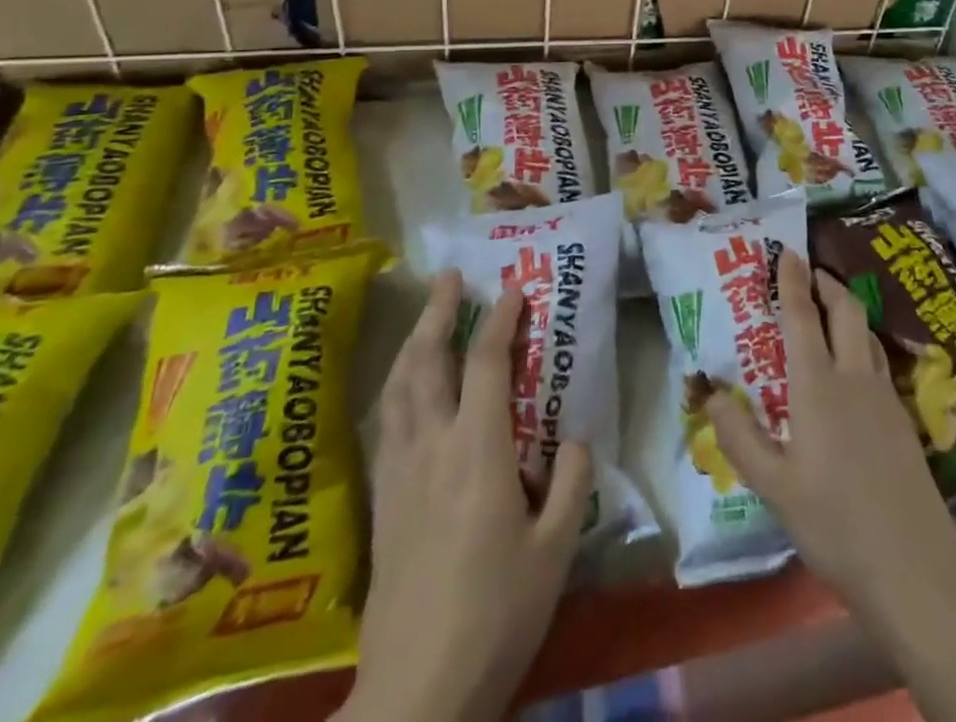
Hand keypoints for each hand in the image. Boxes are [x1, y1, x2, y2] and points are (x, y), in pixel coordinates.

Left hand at [339, 271, 591, 721]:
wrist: (416, 691)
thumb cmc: (497, 614)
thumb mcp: (556, 550)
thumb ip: (570, 482)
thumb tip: (574, 436)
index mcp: (477, 451)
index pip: (486, 365)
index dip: (500, 321)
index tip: (513, 288)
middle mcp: (431, 447)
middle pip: (427, 362)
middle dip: (439, 312)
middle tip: (448, 276)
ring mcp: (398, 473)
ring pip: (398, 388)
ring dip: (412, 342)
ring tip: (425, 316)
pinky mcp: (381, 501)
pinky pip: (386, 422)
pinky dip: (396, 386)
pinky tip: (401, 387)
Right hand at [703, 249, 955, 619]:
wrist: (915, 567)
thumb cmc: (835, 524)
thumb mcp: (773, 488)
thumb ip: (740, 437)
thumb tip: (714, 393)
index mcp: (818, 386)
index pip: (803, 317)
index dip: (793, 281)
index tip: (787, 250)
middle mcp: (854, 378)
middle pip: (846, 311)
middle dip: (827, 284)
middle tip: (809, 272)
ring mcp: (885, 397)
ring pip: (867, 333)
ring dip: (847, 309)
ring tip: (830, 308)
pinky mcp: (903, 419)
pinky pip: (878, 361)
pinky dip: (861, 342)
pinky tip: (854, 366)